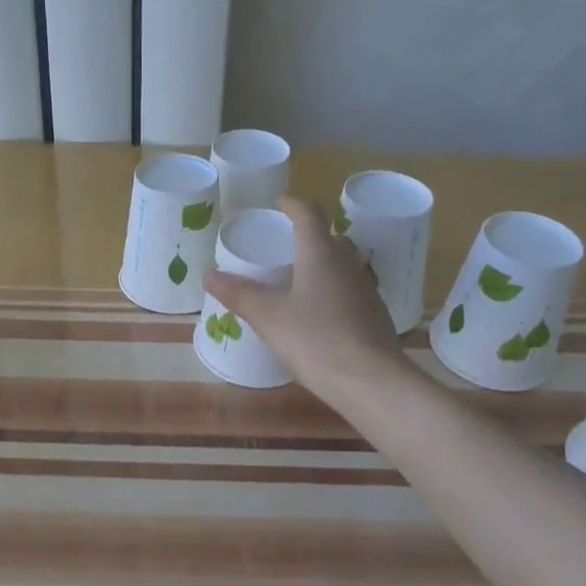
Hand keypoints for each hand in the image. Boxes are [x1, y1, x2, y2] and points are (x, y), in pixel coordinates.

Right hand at [204, 197, 405, 406]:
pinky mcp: (375, 315)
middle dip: (309, 235)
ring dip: (324, 263)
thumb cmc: (316, 340)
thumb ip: (239, 294)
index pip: (309, 214)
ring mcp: (366, 289)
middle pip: (331, 237)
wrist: (372, 382)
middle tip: (285, 245)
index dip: (293, 204)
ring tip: (299, 279)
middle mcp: (347, 264)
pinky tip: (320, 313)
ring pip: (343, 264)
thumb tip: (209, 275)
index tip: (280, 203)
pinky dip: (334, 290)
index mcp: (321, 253)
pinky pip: (351, 290)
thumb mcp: (268, 317)